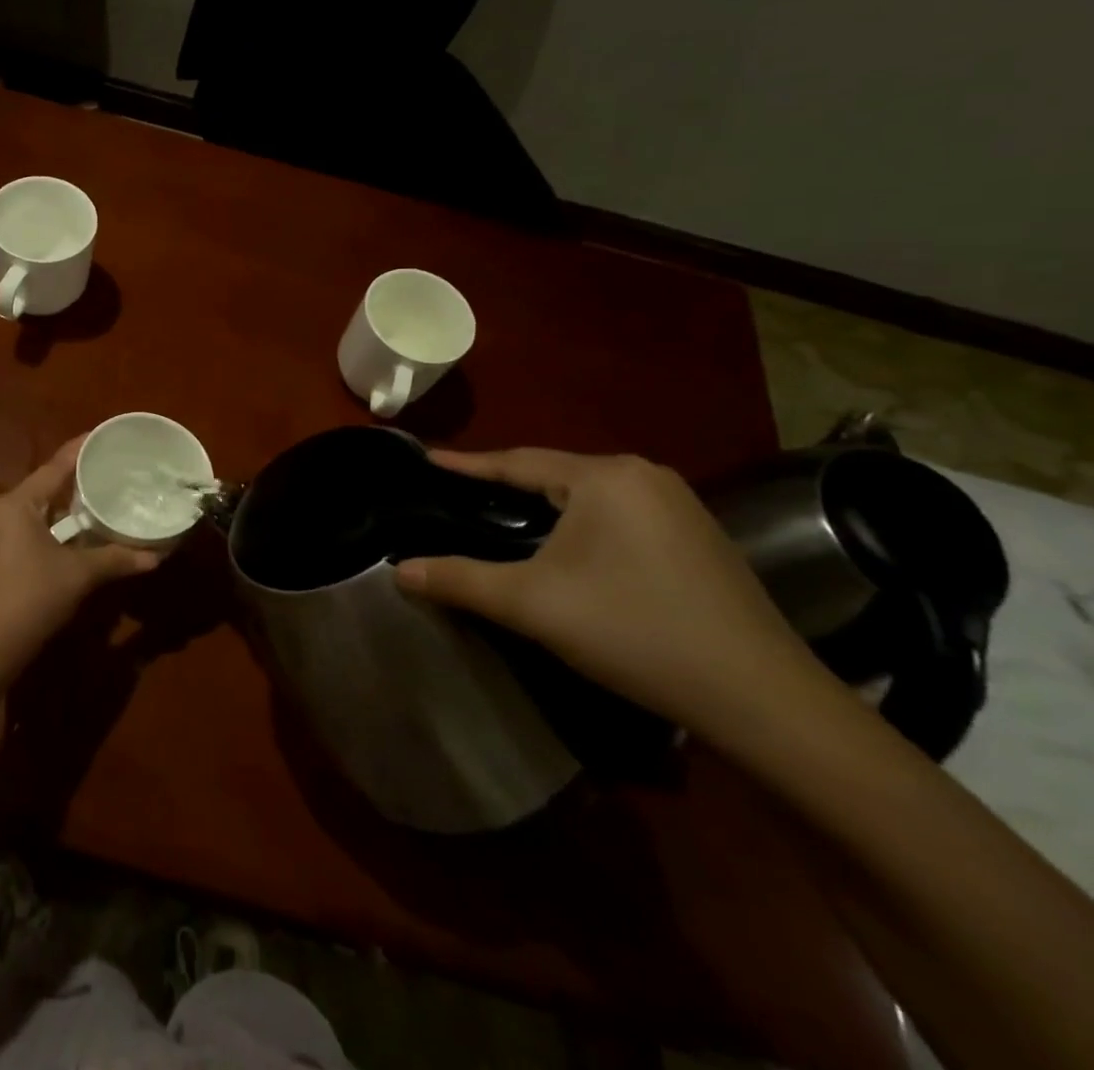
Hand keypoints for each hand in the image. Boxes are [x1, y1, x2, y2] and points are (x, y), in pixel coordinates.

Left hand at [0, 438, 159, 689]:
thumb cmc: (30, 597)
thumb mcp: (78, 575)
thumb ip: (116, 559)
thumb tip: (157, 557)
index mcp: (15, 504)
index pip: (54, 467)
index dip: (80, 450)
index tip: (102, 436)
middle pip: (42, 489)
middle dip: (74, 484)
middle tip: (108, 474)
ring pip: (33, 515)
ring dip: (62, 513)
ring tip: (95, 505)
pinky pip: (24, 535)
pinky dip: (49, 533)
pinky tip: (70, 542)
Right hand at [395, 448, 833, 742]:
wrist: (761, 699)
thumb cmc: (634, 632)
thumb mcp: (532, 605)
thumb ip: (459, 580)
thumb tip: (397, 571)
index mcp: (605, 477)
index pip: (516, 461)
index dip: (466, 464)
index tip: (426, 459)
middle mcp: (644, 475)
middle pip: (553, 473)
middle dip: (504, 485)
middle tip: (458, 496)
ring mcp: (678, 504)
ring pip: (587, 495)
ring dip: (543, 505)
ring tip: (501, 518)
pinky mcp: (698, 536)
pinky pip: (618, 514)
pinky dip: (580, 523)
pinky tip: (566, 548)